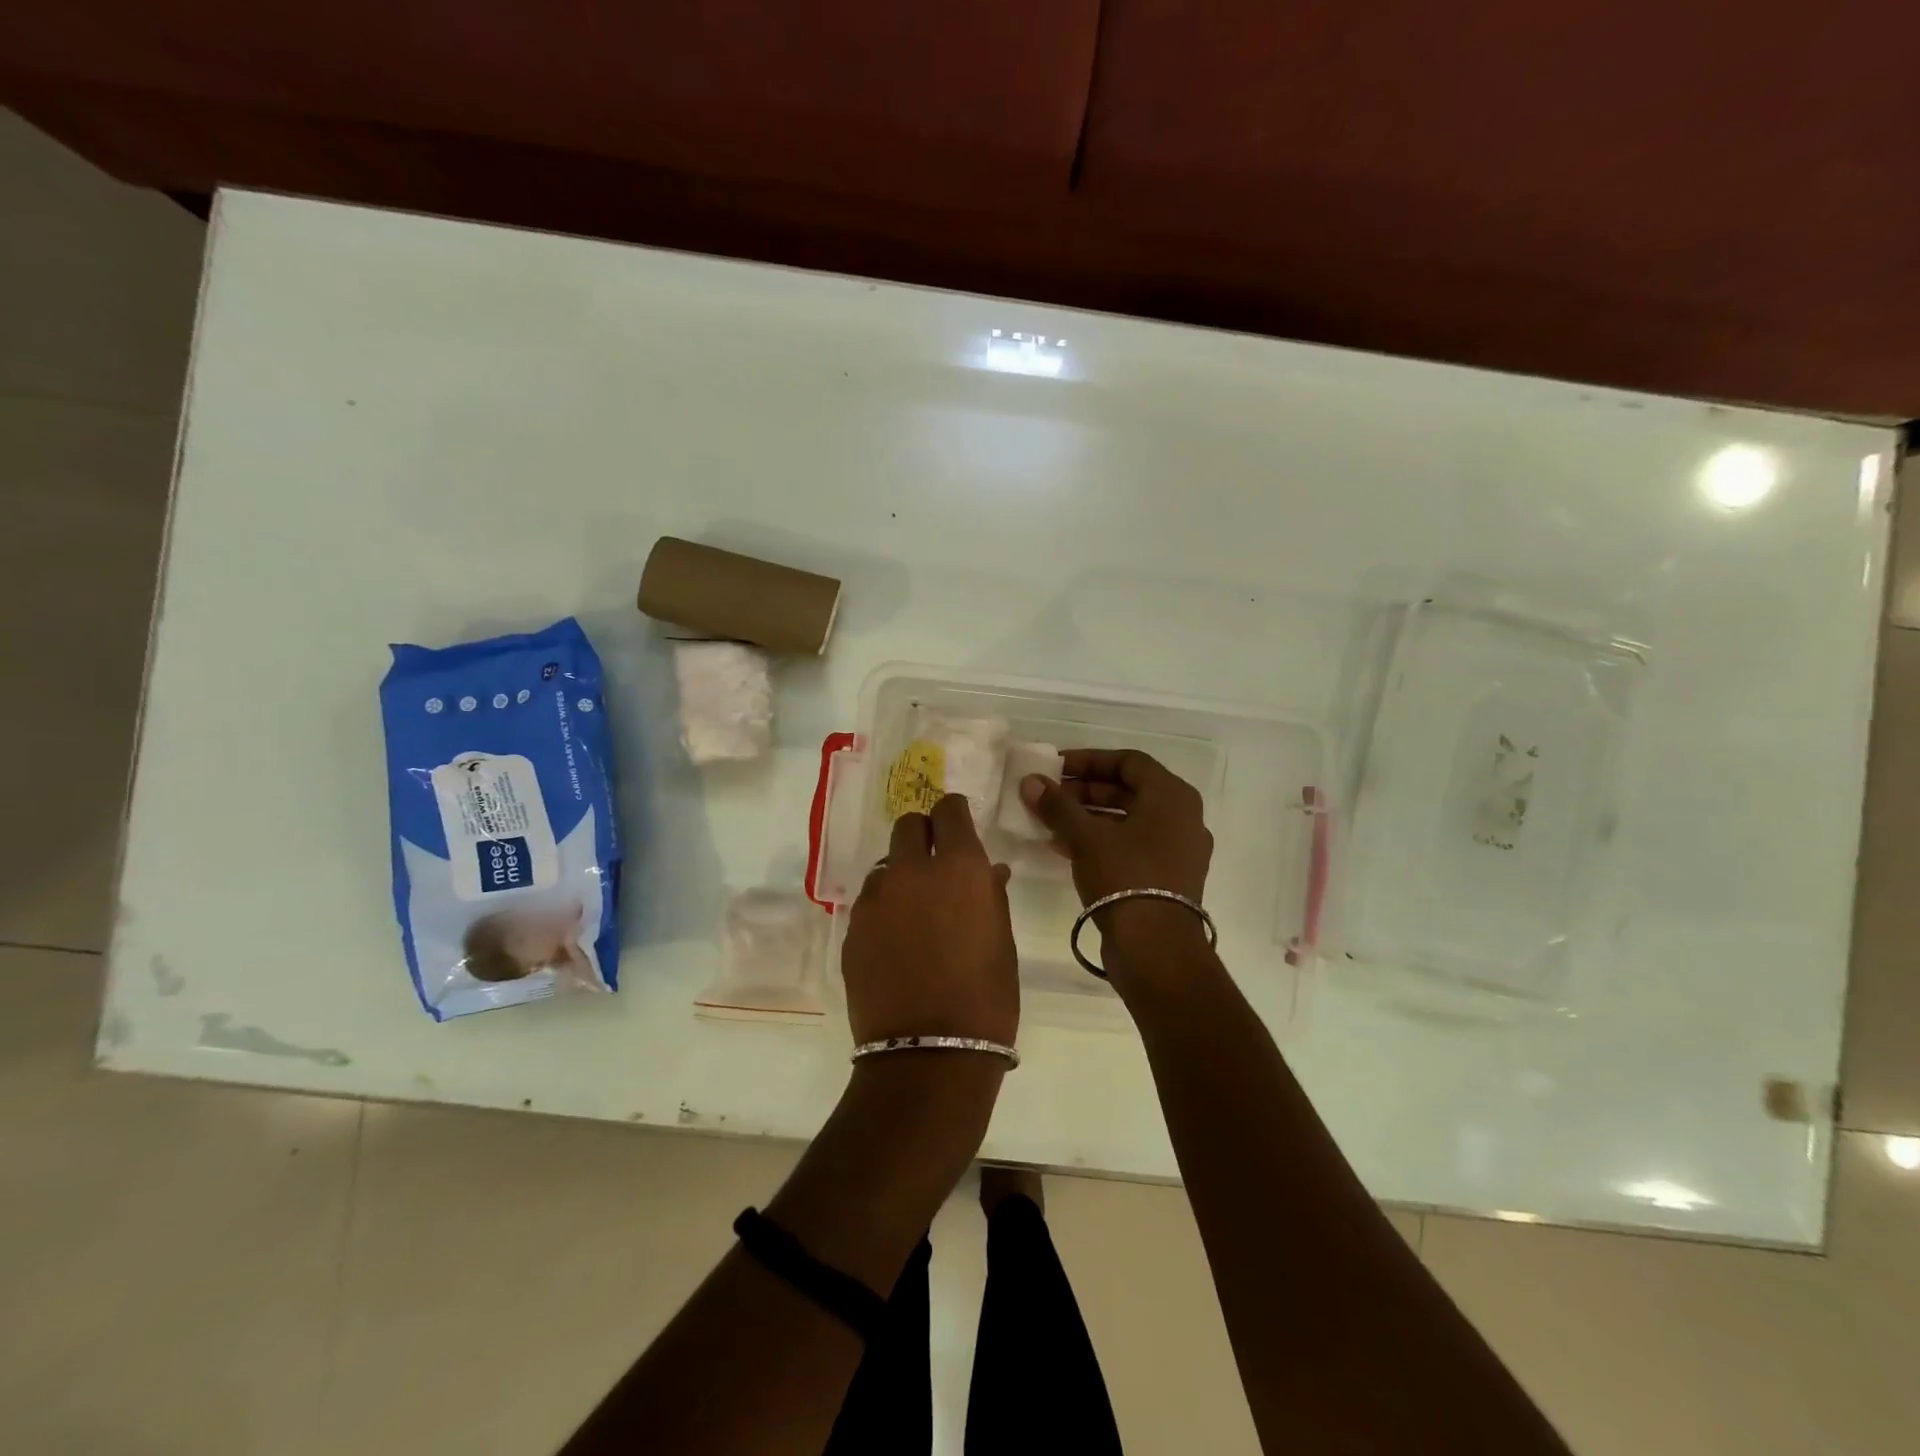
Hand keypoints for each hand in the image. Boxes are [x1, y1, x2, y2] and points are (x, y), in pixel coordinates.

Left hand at [841, 794, 1018, 1046]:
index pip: (949, 809)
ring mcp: (876, 898)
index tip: (958, 828)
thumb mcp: (1002, 942)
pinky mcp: (852, 927)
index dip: (954, 814)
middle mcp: (912, 870)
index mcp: (959, 867)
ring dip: (901, 874)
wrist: (929, 1055)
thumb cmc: (985, 998)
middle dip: (923, 835)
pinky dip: (884, 907)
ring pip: (885, 864)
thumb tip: (989, 872)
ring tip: (915, 911)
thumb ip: (991, 895)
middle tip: (936, 865)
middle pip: (908, 825)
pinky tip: (895, 940)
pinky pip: (870, 900)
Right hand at [1019, 750, 1214, 965]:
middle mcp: (1182, 817)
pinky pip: (1133, 845)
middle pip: (1129, 790)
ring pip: (1129, 820)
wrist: (1155, 948)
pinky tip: (1066, 848)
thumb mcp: (1085, 837)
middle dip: (1085, 790)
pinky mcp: (1169, 877)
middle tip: (1050, 795)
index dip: (1089, 760)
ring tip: (1051, 822)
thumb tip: (1030, 781)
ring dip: (1089, 816)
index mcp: (1172, 796)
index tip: (1055, 766)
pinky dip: (1102, 840)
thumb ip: (1057, 805)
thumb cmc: (1125, 877)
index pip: (1128, 761)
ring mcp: (1178, 849)